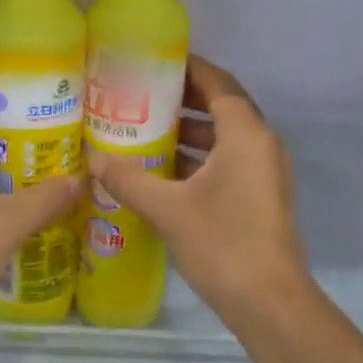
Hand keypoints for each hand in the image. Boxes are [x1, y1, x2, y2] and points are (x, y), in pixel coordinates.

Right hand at [87, 56, 307, 317]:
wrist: (270, 302)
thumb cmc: (222, 243)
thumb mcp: (168, 209)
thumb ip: (128, 179)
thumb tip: (92, 158)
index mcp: (246, 135)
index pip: (218, 83)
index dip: (189, 68)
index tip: (155, 61)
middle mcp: (262, 145)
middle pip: (223, 107)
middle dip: (184, 99)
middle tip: (141, 94)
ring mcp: (265, 173)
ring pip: (225, 138)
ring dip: (190, 131)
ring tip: (145, 129)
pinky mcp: (261, 197)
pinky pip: (229, 161)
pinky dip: (200, 158)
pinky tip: (164, 171)